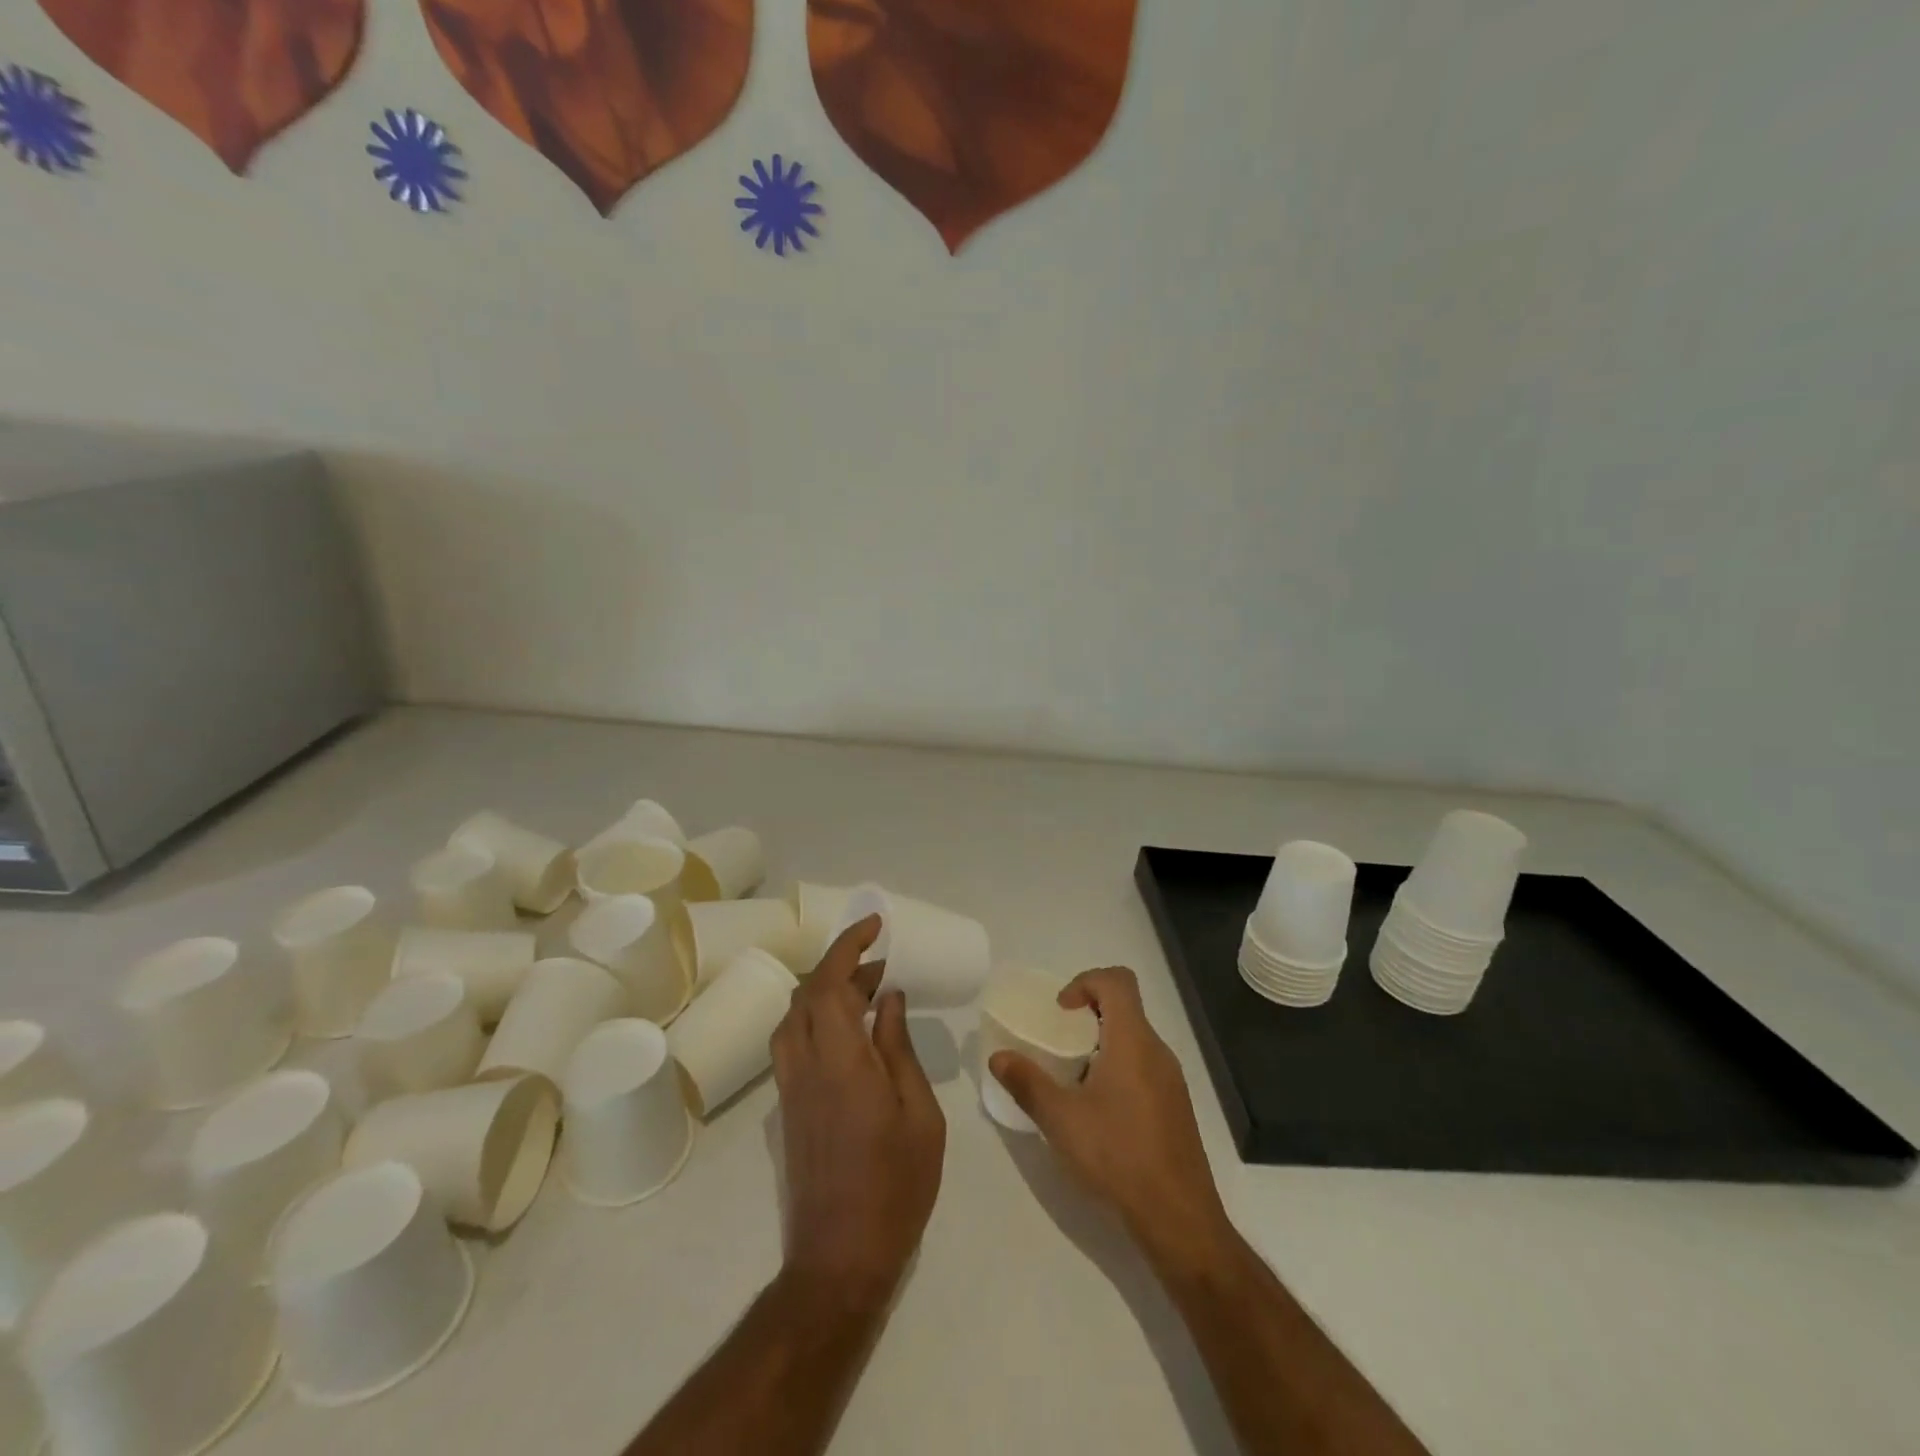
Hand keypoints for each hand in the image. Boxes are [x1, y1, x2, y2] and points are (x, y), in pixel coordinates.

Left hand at [771, 916, 946, 1309]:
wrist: (840, 1258)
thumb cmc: (894, 1184)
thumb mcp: (918, 1113)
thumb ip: (898, 1048)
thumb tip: (889, 998)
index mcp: (840, 1060)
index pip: (831, 982)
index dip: (849, 945)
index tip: (875, 925)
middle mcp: (804, 1064)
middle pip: (808, 993)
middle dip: (842, 964)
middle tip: (883, 963)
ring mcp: (790, 1087)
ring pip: (794, 1016)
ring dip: (825, 990)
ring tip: (869, 992)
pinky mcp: (787, 1107)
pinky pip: (793, 1041)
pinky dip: (816, 1018)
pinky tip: (850, 1032)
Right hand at [990, 967, 1229, 1266]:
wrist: (1179, 1219)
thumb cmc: (1118, 1156)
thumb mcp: (1061, 1120)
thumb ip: (1027, 1083)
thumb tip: (998, 1057)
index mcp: (1133, 1041)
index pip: (1118, 980)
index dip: (1085, 981)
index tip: (1061, 1012)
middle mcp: (1158, 1051)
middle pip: (1125, 1007)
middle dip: (1088, 1014)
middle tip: (1059, 1044)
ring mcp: (1171, 1080)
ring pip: (1134, 1039)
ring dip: (1102, 1044)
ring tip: (1073, 1080)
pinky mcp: (1175, 1107)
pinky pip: (1144, 1066)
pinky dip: (1118, 1069)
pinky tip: (1098, 1112)